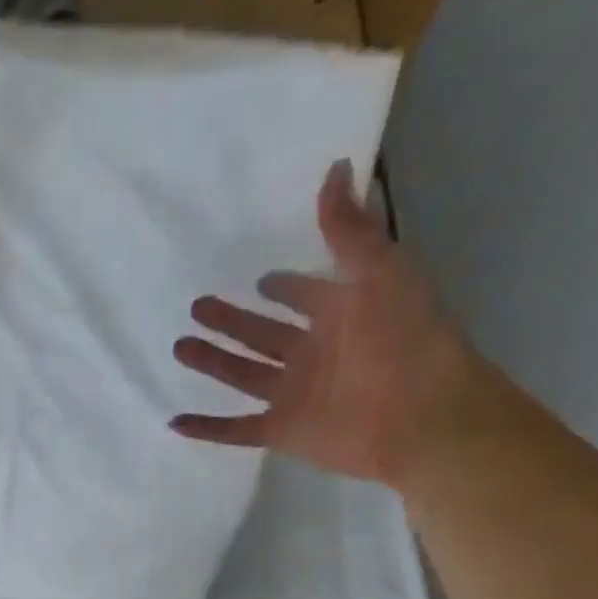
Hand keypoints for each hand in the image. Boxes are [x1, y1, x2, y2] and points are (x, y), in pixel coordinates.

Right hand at [171, 161, 495, 491]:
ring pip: (244, 375)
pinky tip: (176, 421)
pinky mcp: (282, 431)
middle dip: (233, 321)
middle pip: (263, 335)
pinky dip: (207, 428)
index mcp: (341, 315)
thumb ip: (349, 229)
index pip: (305, 297)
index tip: (260, 281)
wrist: (421, 417)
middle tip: (198, 307)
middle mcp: (314, 354)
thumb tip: (333, 167)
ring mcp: (295, 395)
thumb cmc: (406, 341)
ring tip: (180, 346)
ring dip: (213, 362)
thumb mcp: (380, 272)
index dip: (285, 288)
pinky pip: (236, 430)